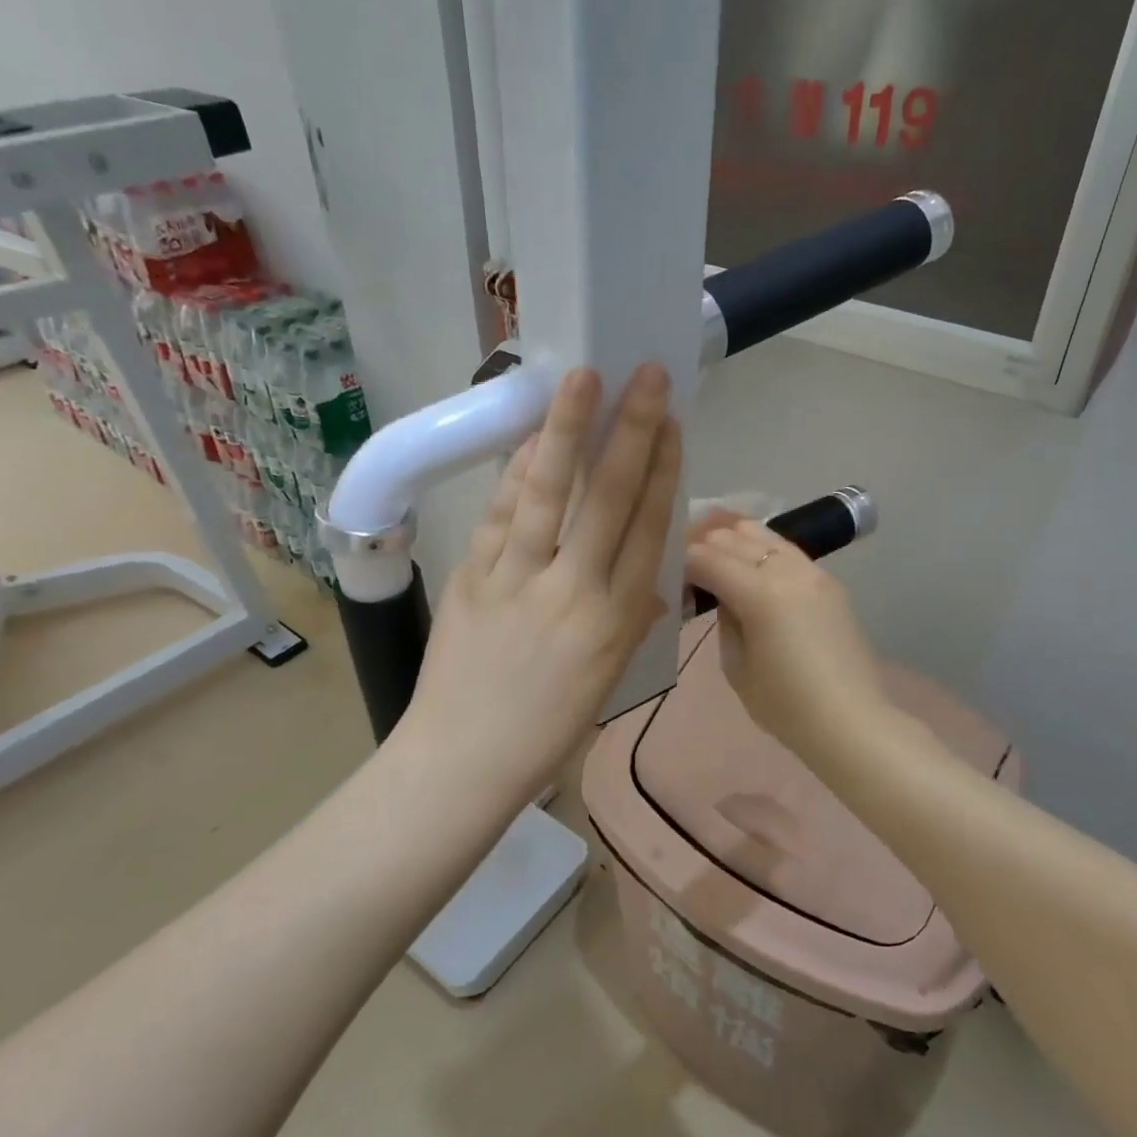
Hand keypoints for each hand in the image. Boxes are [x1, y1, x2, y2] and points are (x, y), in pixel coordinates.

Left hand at [395, 364, 681, 805]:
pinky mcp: (472, 577)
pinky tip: (528, 438)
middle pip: (610, 497)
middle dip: (631, 430)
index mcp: (617, 619)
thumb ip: (629, 620)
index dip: (664, 468)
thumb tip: (648, 584)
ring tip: (581, 378)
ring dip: (567, 430)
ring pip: (549, 492)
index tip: (672, 423)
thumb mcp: (607, 678)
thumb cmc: (547, 729)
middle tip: (645, 376)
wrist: (464, 760)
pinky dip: (515, 473)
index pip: (648, 527)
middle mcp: (575, 590)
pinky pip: (500, 515)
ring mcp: (518, 579)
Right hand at [684, 515, 890, 769]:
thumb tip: (723, 596)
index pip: (707, 559)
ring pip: (764, 534)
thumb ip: (725, 621)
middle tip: (687, 564)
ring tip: (716, 555)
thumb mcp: (736, 667)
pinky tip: (752, 563)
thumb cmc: (786, 706)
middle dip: (705, 546)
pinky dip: (762, 549)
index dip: (682, 562)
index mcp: (760, 594)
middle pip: (733, 538)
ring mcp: (813, 571)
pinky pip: (787, 550)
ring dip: (734, 540)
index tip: (669, 573)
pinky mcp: (829, 581)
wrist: (851, 721)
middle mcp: (787, 570)